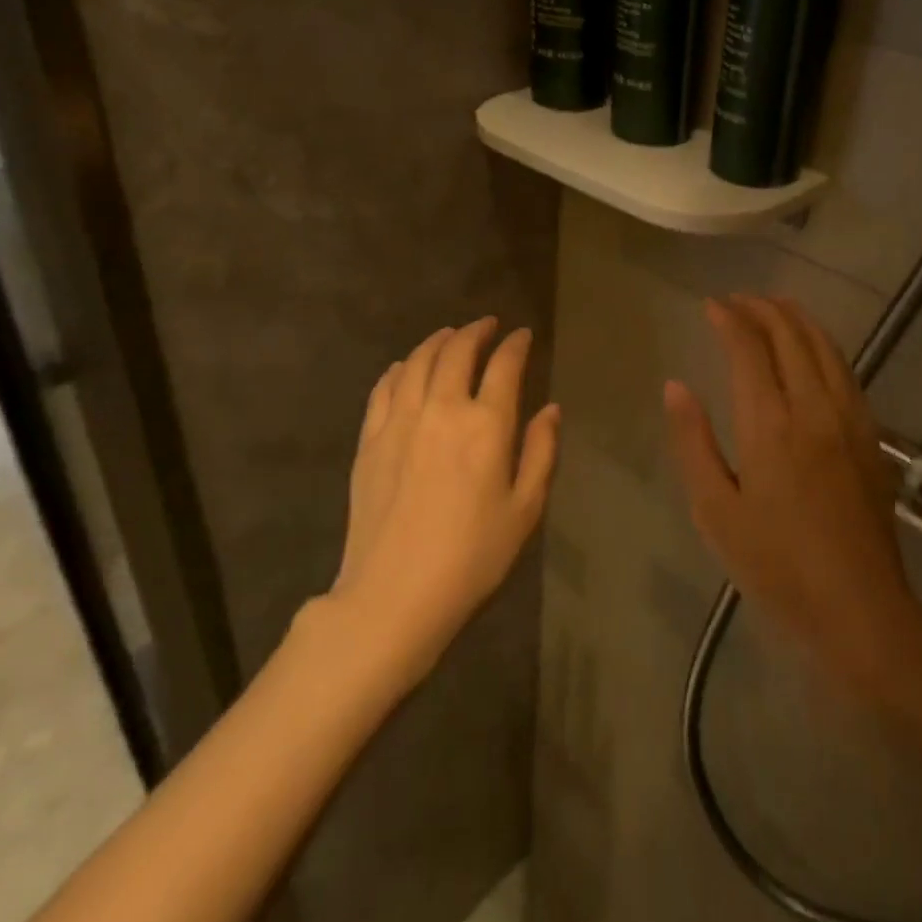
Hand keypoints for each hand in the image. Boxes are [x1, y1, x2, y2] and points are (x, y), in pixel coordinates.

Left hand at [327, 318, 558, 680]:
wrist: (394, 595)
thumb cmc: (472, 557)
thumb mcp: (525, 510)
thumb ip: (540, 452)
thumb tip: (551, 409)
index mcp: (486, 425)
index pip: (504, 365)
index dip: (516, 345)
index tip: (523, 335)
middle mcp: (442, 409)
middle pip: (458, 351)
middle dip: (476, 331)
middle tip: (487, 325)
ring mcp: (400, 421)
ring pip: (419, 361)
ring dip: (438, 341)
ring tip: (450, 335)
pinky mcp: (370, 439)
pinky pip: (385, 387)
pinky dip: (400, 368)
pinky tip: (407, 366)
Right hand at [665, 296, 918, 684]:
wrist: (858, 607)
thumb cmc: (775, 565)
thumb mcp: (715, 510)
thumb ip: (693, 442)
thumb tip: (676, 386)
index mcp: (770, 424)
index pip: (749, 349)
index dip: (729, 319)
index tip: (711, 305)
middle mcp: (814, 407)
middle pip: (790, 336)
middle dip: (762, 308)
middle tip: (737, 300)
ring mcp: (849, 418)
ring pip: (824, 346)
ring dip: (796, 318)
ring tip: (772, 306)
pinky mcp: (871, 434)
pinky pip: (846, 370)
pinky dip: (823, 344)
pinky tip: (812, 347)